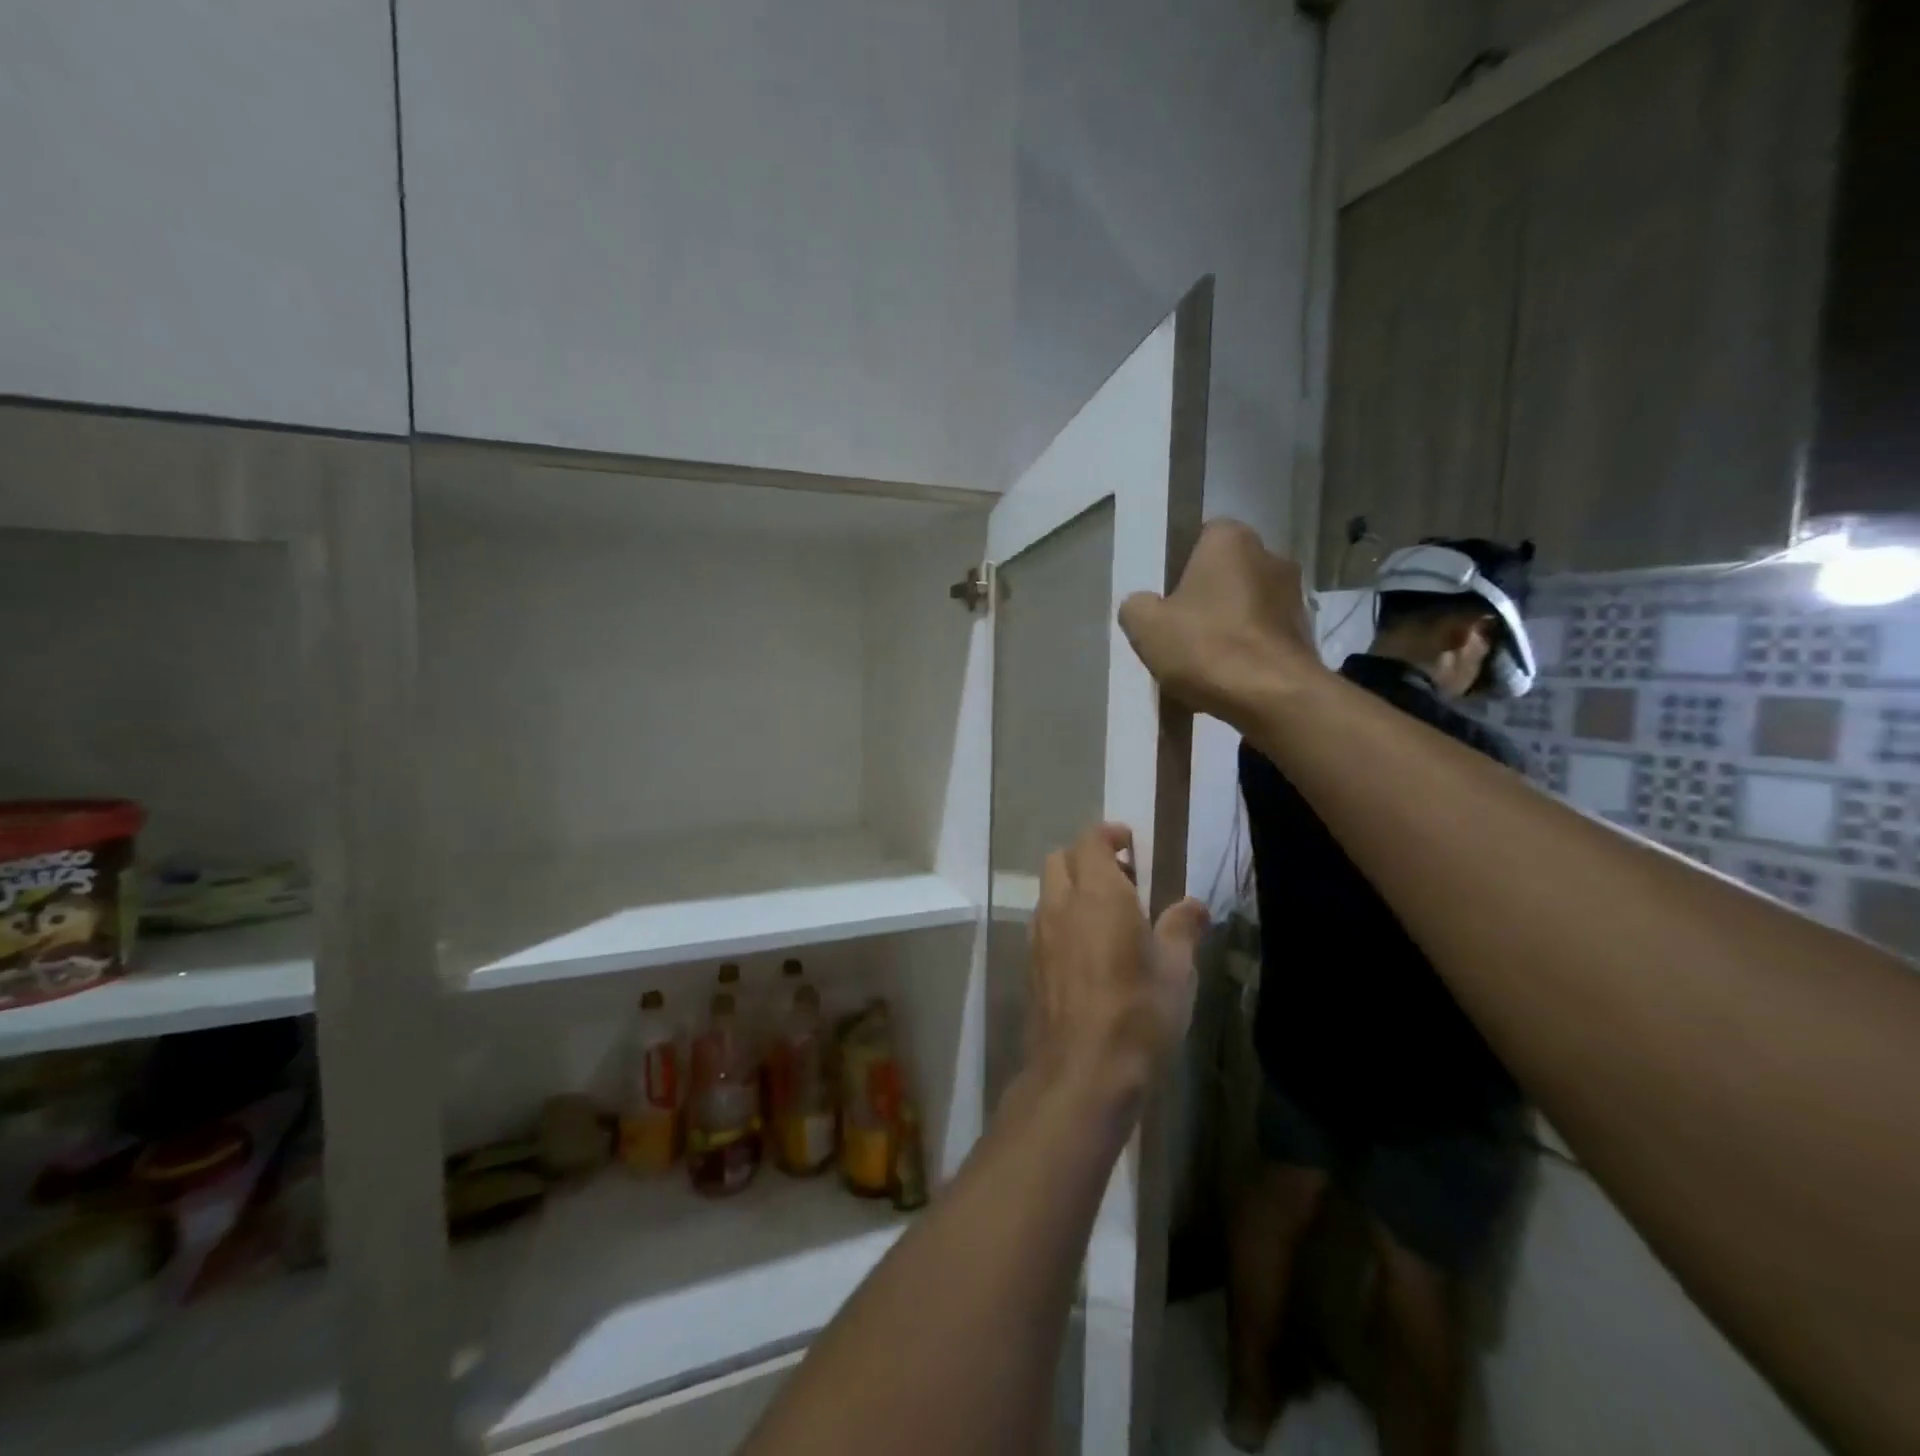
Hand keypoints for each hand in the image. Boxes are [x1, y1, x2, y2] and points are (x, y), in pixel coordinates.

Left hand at [1027, 824, 1210, 1112]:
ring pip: (1049, 891)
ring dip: (1073, 888)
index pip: (1090, 840)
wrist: (1082, 1070)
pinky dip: (1062, 918)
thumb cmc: (1139, 1012)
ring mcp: (1039, 934)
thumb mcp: (1176, 969)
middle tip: (1122, 879)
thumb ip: (1182, 928)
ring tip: (1108, 916)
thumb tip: (1194, 905)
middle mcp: (1060, 904)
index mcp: (1098, 893)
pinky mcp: (1031, 964)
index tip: (1130, 844)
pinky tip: (1088, 950)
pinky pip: (1043, 923)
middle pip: (1061, 859)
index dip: (1109, 835)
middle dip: (1087, 858)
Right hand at [1118, 519, 1323, 730]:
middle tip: (1179, 632)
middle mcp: (1270, 556)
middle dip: (1205, 598)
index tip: (1165, 598)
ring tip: (1202, 664)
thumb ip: (1136, 606)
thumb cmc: (1205, 646)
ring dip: (1227, 627)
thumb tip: (1144, 605)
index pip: (1202, 537)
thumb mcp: (1145, 625)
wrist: (1272, 696)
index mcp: (1231, 540)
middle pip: (1226, 574)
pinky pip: (1263, 637)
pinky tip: (1227, 680)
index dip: (1180, 566)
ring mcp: (1294, 597)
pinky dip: (1247, 652)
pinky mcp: (1306, 635)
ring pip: (1246, 606)